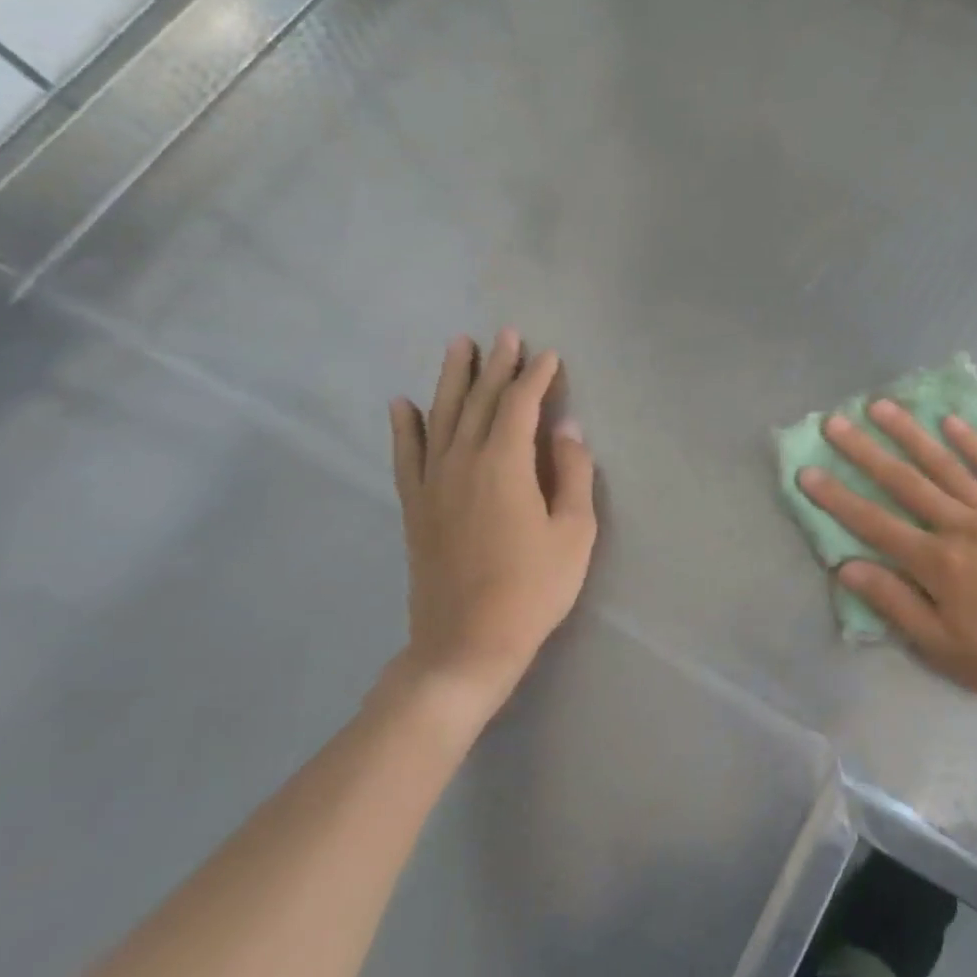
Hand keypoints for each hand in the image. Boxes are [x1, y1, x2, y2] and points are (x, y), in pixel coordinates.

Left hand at [388, 331, 596, 731]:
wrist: (466, 643)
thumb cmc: (533, 588)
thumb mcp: (574, 532)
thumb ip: (571, 474)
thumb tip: (566, 429)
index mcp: (504, 465)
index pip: (519, 406)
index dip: (535, 377)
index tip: (549, 355)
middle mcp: (462, 462)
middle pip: (478, 402)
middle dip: (495, 366)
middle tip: (505, 334)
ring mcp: (432, 484)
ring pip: (439, 417)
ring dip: (450, 379)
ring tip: (458, 345)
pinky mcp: (415, 507)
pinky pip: (406, 455)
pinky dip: (404, 427)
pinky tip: (401, 404)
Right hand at [798, 400, 976, 713]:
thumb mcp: (946, 649)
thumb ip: (896, 605)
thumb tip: (848, 567)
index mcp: (939, 564)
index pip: (875, 524)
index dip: (838, 498)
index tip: (808, 471)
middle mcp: (963, 527)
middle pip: (906, 482)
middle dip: (866, 451)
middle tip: (836, 422)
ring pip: (947, 466)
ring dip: (912, 434)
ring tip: (883, 406)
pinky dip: (973, 444)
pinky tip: (952, 422)